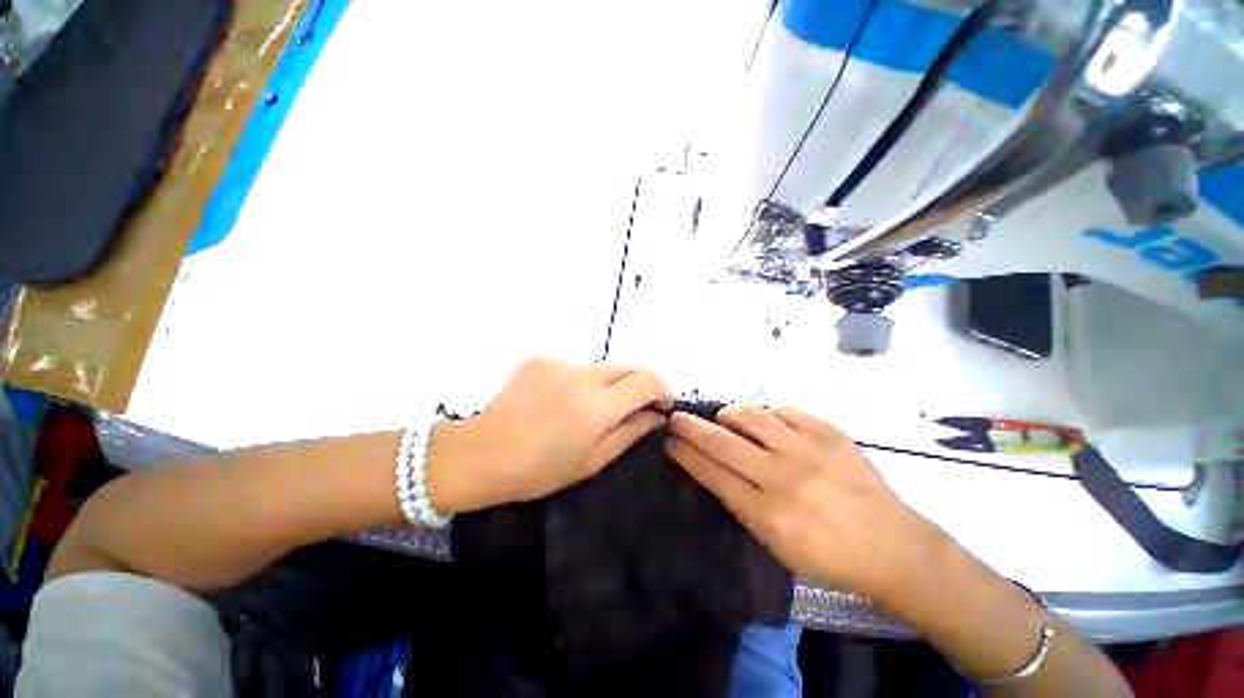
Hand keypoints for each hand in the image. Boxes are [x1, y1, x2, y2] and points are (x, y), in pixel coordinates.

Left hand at [427, 357, 672, 514]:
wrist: (482, 453)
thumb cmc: (540, 469)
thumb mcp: (593, 460)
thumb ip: (630, 432)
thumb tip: (655, 415)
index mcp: (598, 406)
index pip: (647, 379)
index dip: (662, 389)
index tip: (661, 405)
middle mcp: (583, 375)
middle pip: (628, 367)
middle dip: (637, 385)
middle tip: (628, 409)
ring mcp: (559, 362)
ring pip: (601, 368)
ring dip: (605, 385)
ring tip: (583, 410)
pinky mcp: (541, 358)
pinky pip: (574, 367)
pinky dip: (578, 382)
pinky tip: (558, 402)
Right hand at [665, 406, 944, 603]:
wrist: (894, 547)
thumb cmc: (830, 557)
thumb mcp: (777, 546)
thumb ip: (743, 505)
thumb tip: (715, 469)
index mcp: (767, 514)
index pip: (712, 474)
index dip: (686, 454)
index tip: (669, 442)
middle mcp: (782, 477)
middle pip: (722, 442)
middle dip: (691, 427)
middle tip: (676, 417)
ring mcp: (807, 451)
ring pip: (752, 417)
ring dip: (729, 414)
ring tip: (724, 417)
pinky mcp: (829, 434)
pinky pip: (785, 410)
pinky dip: (768, 412)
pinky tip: (766, 420)